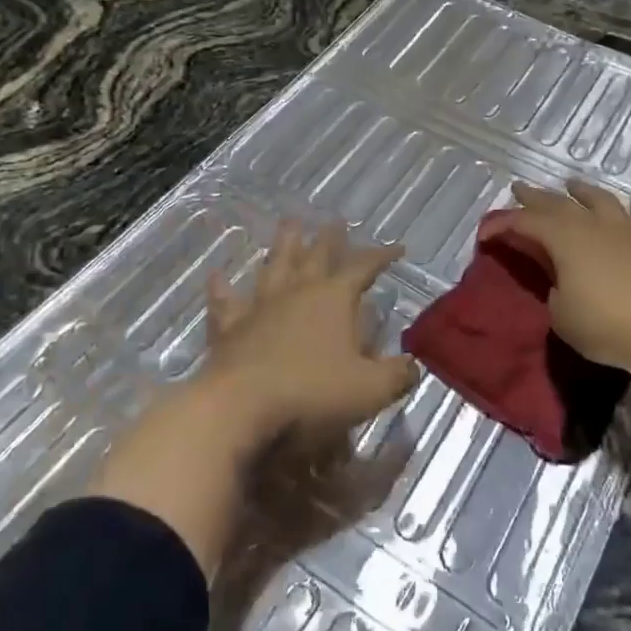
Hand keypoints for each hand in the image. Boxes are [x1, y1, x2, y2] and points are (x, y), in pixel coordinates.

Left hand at [202, 220, 420, 441]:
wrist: (239, 410)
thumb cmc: (311, 394)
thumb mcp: (370, 390)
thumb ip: (396, 375)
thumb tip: (414, 364)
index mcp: (333, 299)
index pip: (363, 268)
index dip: (381, 256)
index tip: (398, 248)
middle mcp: (297, 293)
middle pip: (316, 256)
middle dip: (330, 239)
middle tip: (335, 221)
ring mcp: (260, 307)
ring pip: (274, 266)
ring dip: (283, 245)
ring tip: (289, 224)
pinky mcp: (230, 329)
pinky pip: (225, 302)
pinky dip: (222, 288)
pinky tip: (217, 275)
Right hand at [482, 179, 630, 384]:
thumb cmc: (605, 324)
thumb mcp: (561, 315)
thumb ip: (553, 291)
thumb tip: (561, 282)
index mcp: (564, 238)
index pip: (525, 223)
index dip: (502, 224)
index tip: (484, 233)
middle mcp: (594, 226)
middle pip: (559, 204)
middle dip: (535, 197)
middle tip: (519, 189)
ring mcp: (628, 233)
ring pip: (602, 201)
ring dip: (584, 192)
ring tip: (573, 185)